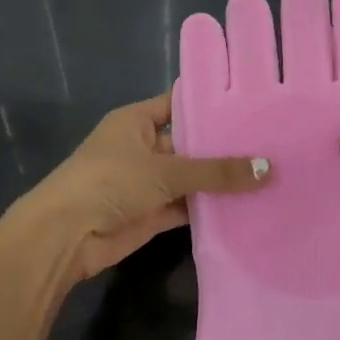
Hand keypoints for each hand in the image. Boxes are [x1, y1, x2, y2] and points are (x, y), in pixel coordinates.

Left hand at [9, 93, 270, 282]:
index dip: (212, 103)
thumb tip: (268, 169)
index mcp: (137, 121)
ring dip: (221, 180)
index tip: (252, 104)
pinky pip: (188, 205)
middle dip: (225, 146)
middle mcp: (143, 147)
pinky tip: (247, 205)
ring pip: (191, 177)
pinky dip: (211, 208)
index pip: (180, 103)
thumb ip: (217, 172)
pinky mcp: (152, 212)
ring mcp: (147, 181)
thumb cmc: (110, 182)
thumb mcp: (166, 170)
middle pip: (190, 143)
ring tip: (268, 173)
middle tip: (273, 142)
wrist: (65, 236)